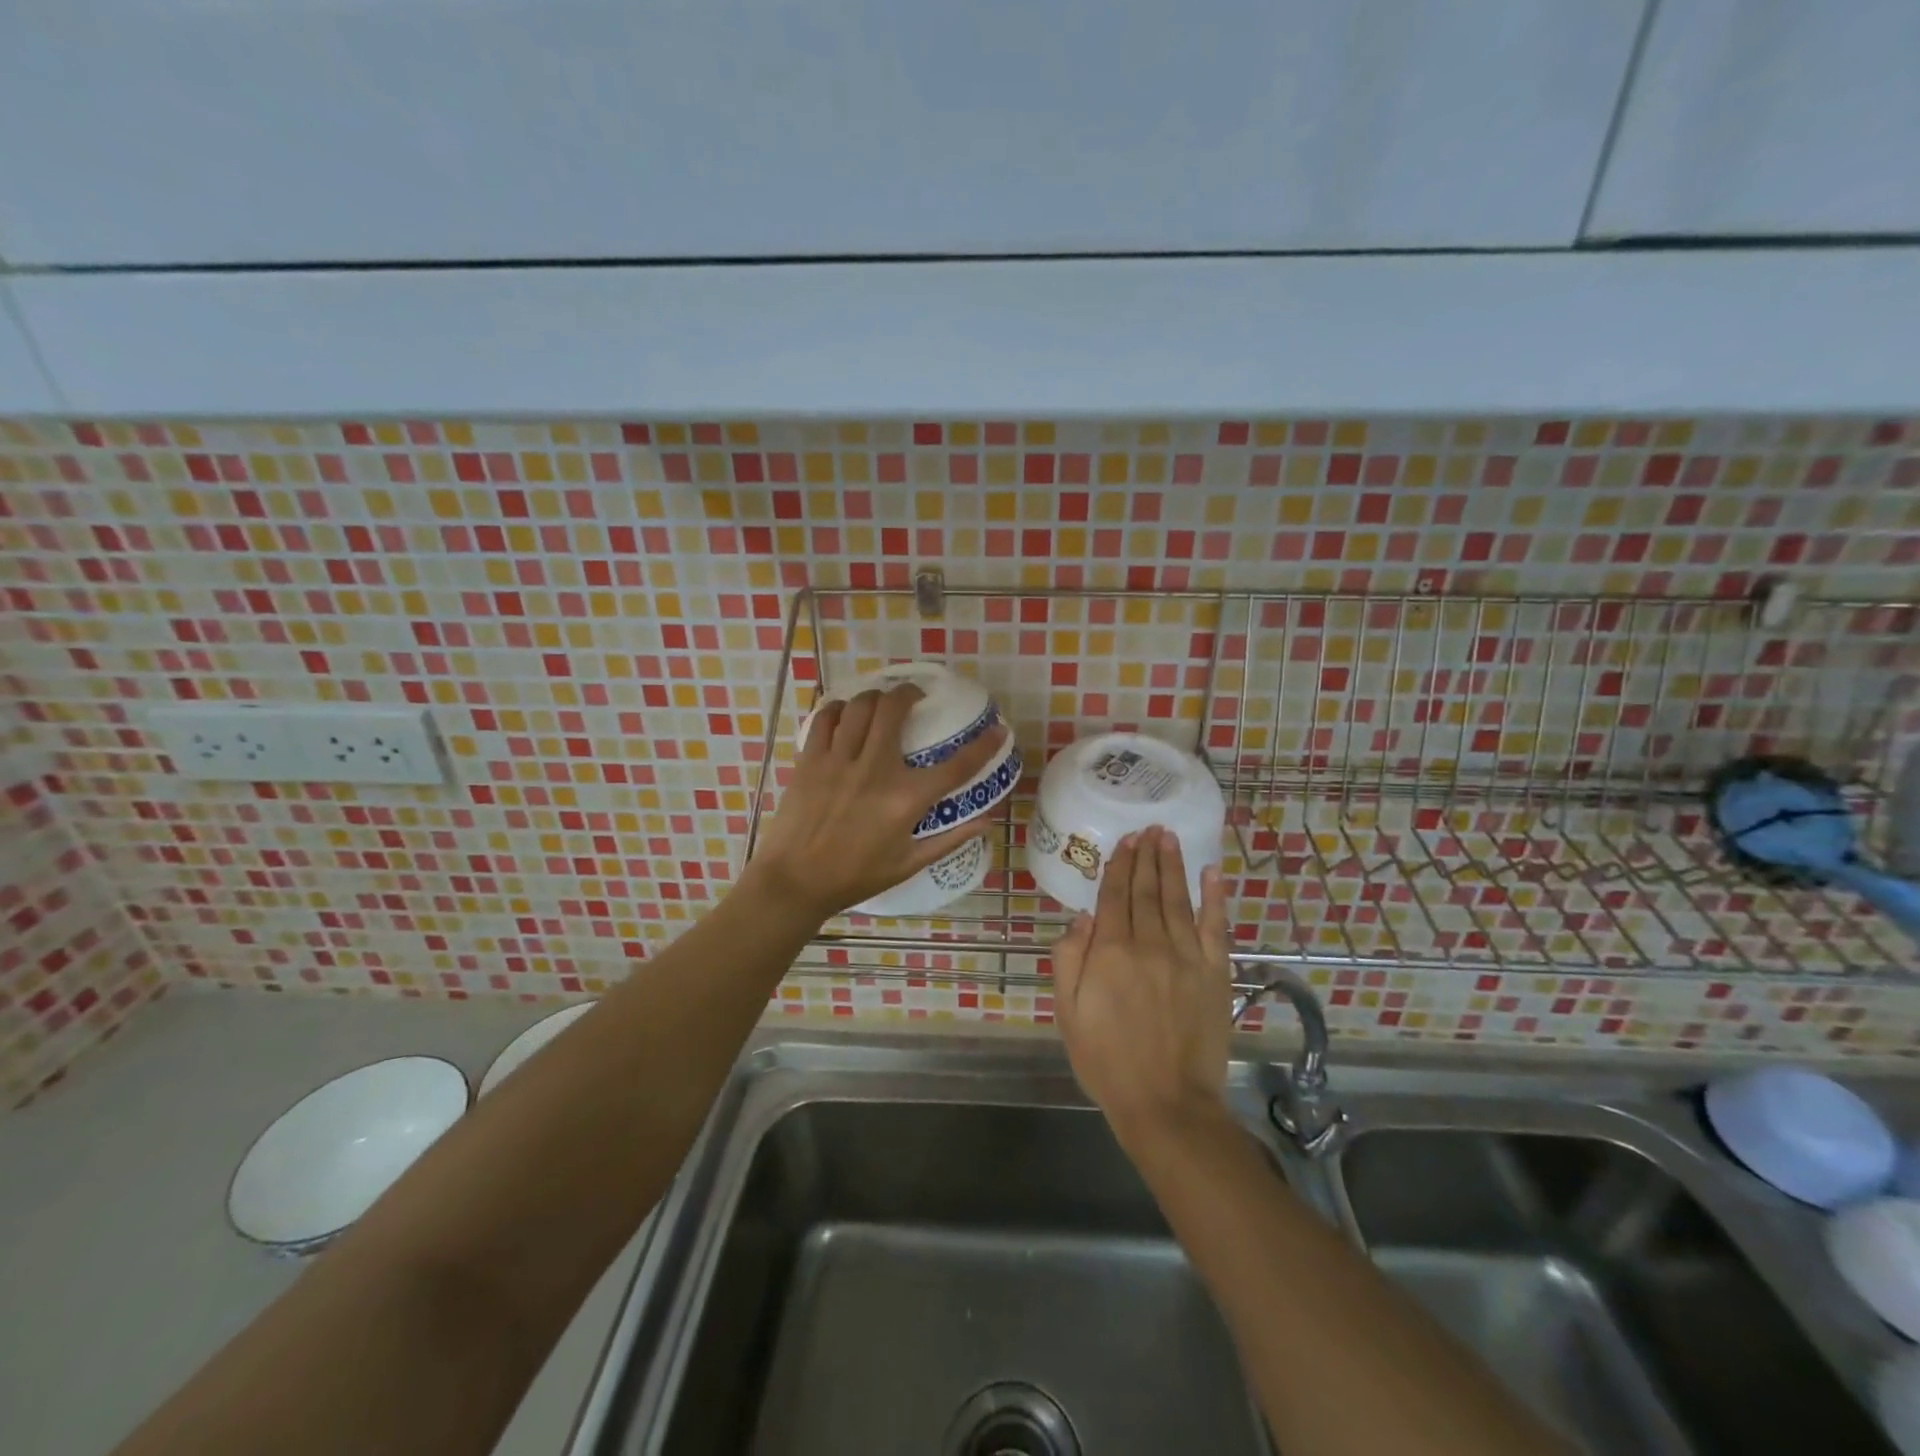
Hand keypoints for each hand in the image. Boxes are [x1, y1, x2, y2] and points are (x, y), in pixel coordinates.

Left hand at [748, 683, 1007, 920]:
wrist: (795, 882)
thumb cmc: (855, 877)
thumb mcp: (908, 864)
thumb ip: (949, 839)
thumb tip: (987, 823)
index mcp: (905, 800)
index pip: (956, 767)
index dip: (983, 746)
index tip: (998, 730)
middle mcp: (875, 771)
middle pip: (894, 709)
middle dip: (909, 693)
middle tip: (914, 697)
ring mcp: (838, 762)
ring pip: (859, 706)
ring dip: (875, 697)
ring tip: (880, 703)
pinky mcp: (810, 761)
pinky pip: (825, 719)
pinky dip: (838, 709)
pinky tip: (845, 715)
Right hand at [1052, 827, 1232, 1150]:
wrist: (1167, 1103)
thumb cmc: (1107, 1061)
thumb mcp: (1068, 1014)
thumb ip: (1069, 960)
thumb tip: (1082, 916)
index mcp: (1110, 952)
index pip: (1114, 897)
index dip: (1118, 866)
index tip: (1124, 841)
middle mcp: (1149, 944)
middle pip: (1146, 891)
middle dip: (1145, 857)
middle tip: (1147, 829)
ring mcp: (1187, 956)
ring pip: (1178, 899)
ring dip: (1173, 865)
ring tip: (1169, 838)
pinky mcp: (1216, 973)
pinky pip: (1215, 926)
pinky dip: (1214, 897)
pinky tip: (1212, 872)